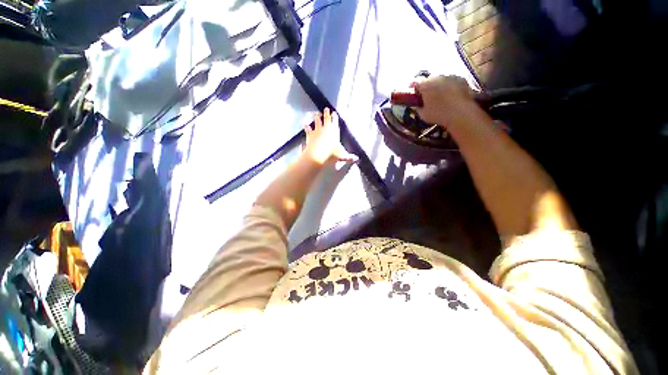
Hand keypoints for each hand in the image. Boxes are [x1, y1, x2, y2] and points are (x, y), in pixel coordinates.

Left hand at [303, 108, 356, 163]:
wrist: (318, 154)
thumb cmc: (331, 154)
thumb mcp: (342, 156)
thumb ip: (349, 157)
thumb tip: (356, 159)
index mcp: (334, 131)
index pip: (335, 122)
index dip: (335, 117)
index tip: (334, 113)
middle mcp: (326, 128)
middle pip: (326, 118)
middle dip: (326, 113)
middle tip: (326, 109)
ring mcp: (317, 131)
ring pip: (317, 121)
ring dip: (317, 117)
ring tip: (316, 114)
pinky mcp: (310, 135)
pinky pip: (308, 129)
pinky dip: (307, 127)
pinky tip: (305, 124)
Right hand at [413, 75, 476, 126]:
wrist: (461, 113)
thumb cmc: (438, 114)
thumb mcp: (423, 115)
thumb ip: (418, 108)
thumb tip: (418, 106)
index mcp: (425, 85)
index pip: (416, 83)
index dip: (414, 88)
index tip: (414, 94)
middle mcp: (437, 77)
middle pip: (429, 79)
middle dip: (428, 87)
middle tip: (428, 97)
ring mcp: (450, 77)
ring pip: (441, 80)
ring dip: (440, 86)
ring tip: (441, 97)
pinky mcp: (462, 79)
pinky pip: (453, 81)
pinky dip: (451, 87)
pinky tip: (452, 96)